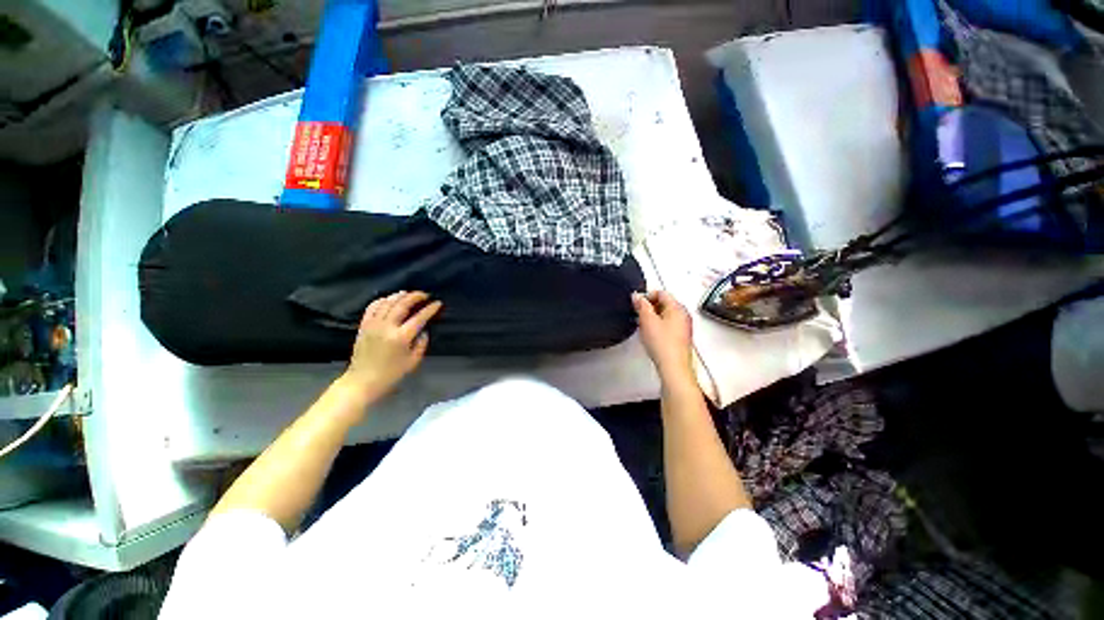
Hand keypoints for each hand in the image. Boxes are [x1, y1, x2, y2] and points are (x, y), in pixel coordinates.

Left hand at [341, 291, 442, 402]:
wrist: (362, 381)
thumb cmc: (391, 374)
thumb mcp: (413, 362)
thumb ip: (421, 344)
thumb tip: (423, 331)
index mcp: (401, 337)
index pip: (419, 317)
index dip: (430, 309)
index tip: (438, 303)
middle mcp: (387, 327)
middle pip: (402, 305)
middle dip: (415, 297)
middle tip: (424, 294)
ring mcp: (373, 325)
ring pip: (387, 303)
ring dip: (399, 296)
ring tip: (408, 293)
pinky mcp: (363, 326)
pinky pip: (372, 307)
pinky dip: (381, 300)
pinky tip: (388, 299)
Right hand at [632, 291, 694, 382]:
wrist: (673, 367)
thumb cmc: (663, 345)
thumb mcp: (647, 320)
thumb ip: (641, 305)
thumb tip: (637, 296)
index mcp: (678, 307)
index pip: (662, 292)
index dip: (647, 295)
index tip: (637, 303)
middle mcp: (683, 315)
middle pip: (665, 303)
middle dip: (650, 306)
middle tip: (638, 313)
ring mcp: (683, 327)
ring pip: (666, 315)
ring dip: (653, 317)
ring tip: (643, 325)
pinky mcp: (680, 338)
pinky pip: (668, 325)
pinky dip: (658, 326)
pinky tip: (651, 335)